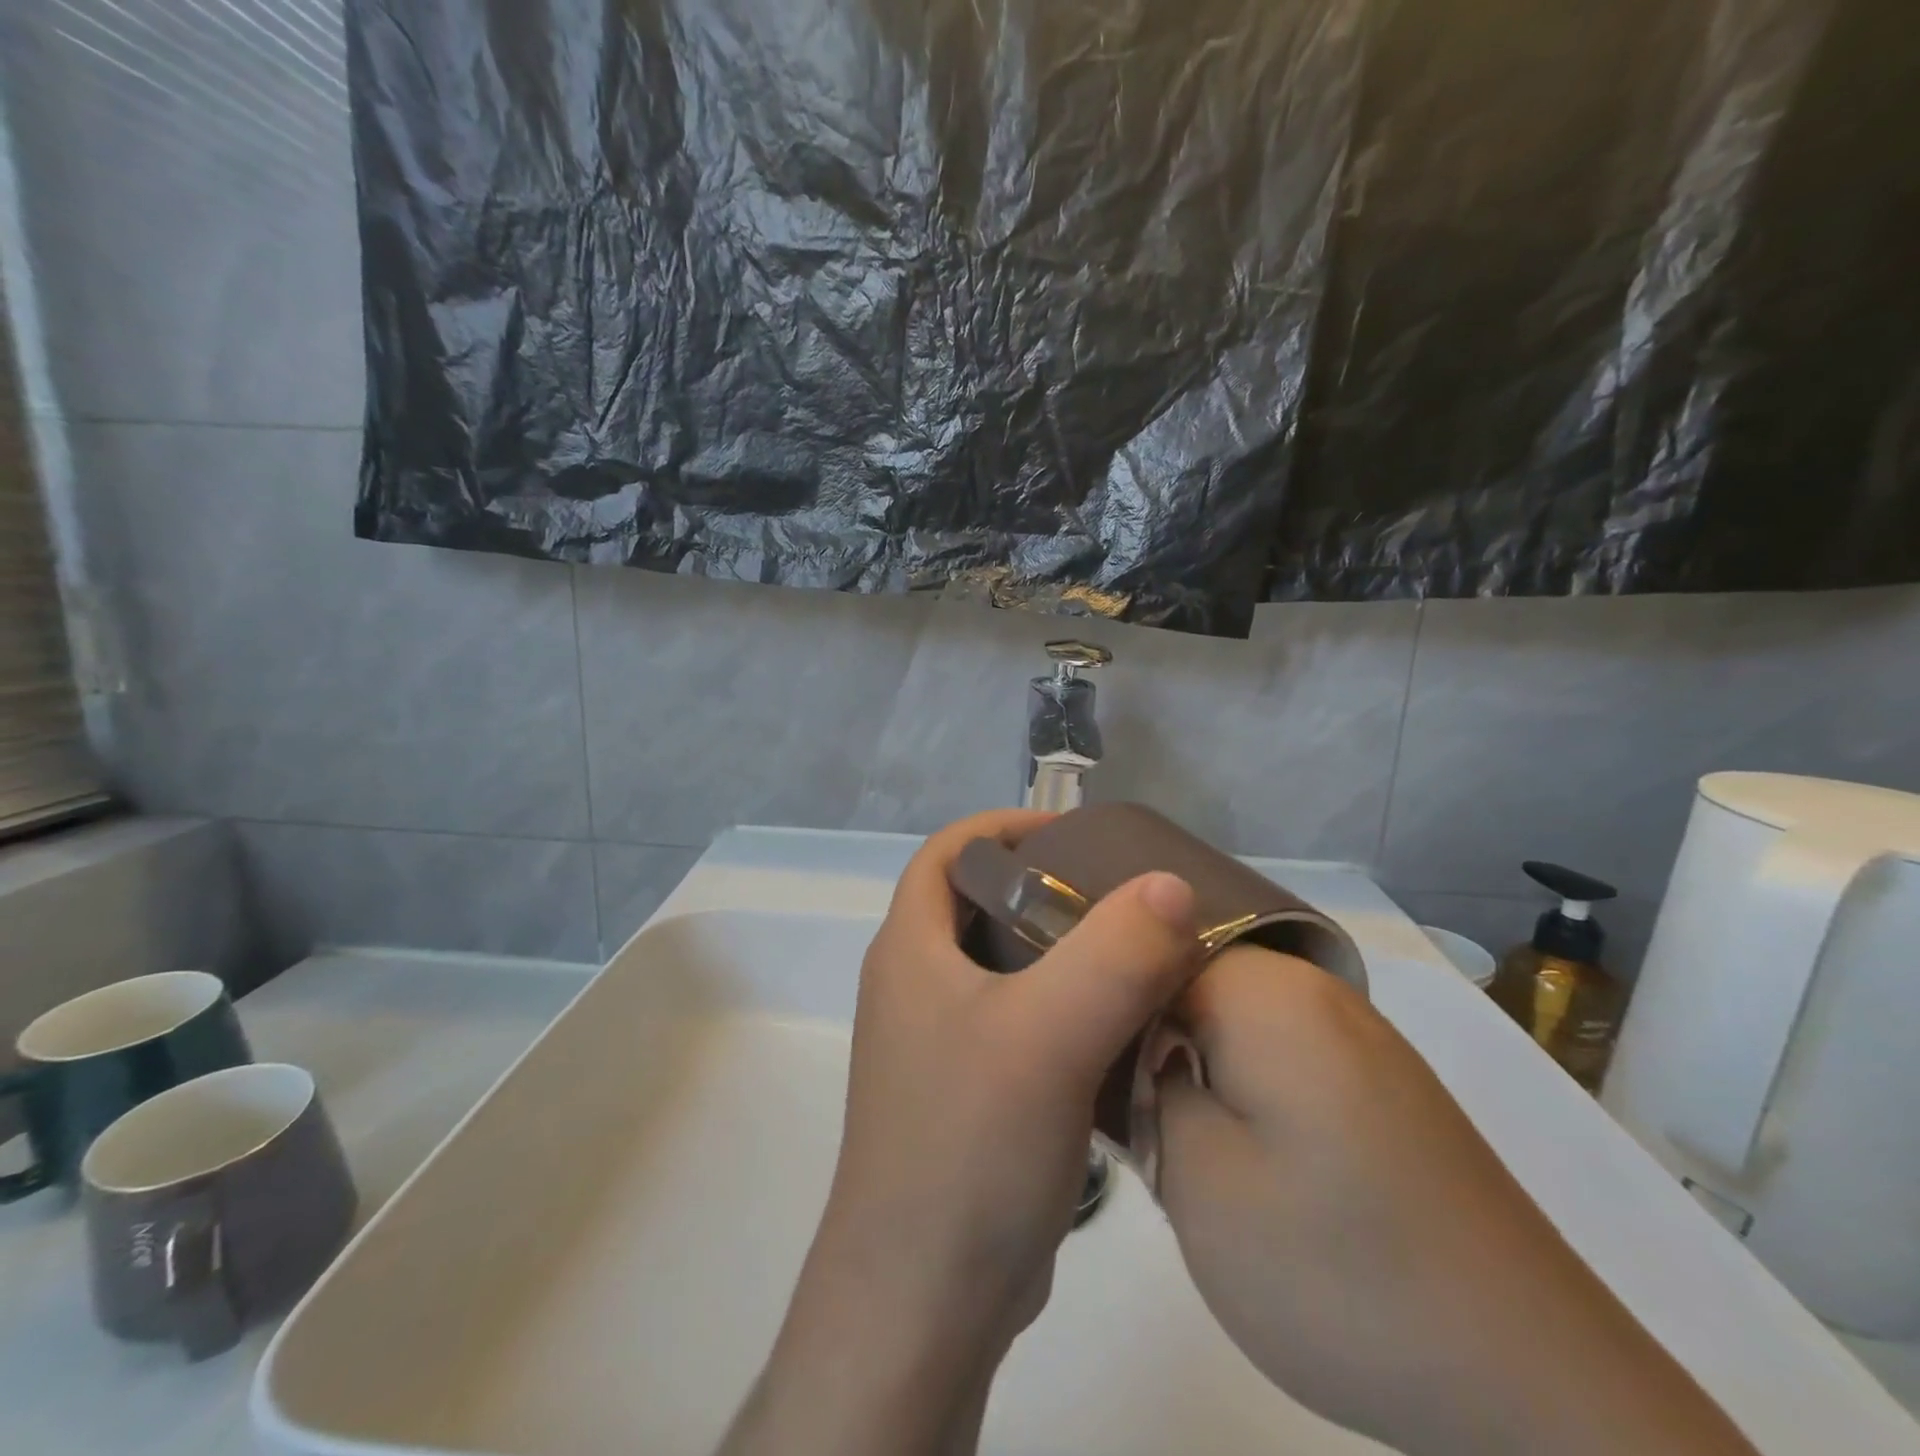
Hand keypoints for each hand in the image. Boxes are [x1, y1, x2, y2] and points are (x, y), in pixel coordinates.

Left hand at [721, 809, 1202, 1455]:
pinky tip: (1120, 1025)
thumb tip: (1171, 883)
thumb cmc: (968, 1147)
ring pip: (1005, 966)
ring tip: (1135, 950)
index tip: (1075, 832)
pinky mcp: (969, 1092)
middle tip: (1122, 892)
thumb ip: (1113, 954)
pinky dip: (1065, 1007)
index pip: (947, 852)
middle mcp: (916, 985)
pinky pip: (1021, 1021)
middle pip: (980, 904)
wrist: (924, 1300)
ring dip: (1062, 951)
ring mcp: (940, 1043)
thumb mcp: (1047, 1035)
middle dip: (1046, 887)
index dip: (1004, 828)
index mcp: (910, 949)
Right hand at [1154, 943, 1758, 1455]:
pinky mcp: (1379, 1078)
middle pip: (1187, 980)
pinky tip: (1253, 1162)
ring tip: (1186, 1147)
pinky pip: (1278, 1051)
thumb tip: (1143, 1050)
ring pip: (1229, 1019)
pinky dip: (1245, 1090)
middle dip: (1150, 1042)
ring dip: (1196, 1070)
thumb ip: (1146, 1086)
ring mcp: (1355, 1031)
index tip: (1093, 1074)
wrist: (1536, 1385)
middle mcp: (1312, 987)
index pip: (1142, 953)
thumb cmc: (1340, 1271)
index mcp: (1263, 989)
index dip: (1107, 1009)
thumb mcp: (1196, 1180)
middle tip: (1136, 1121)